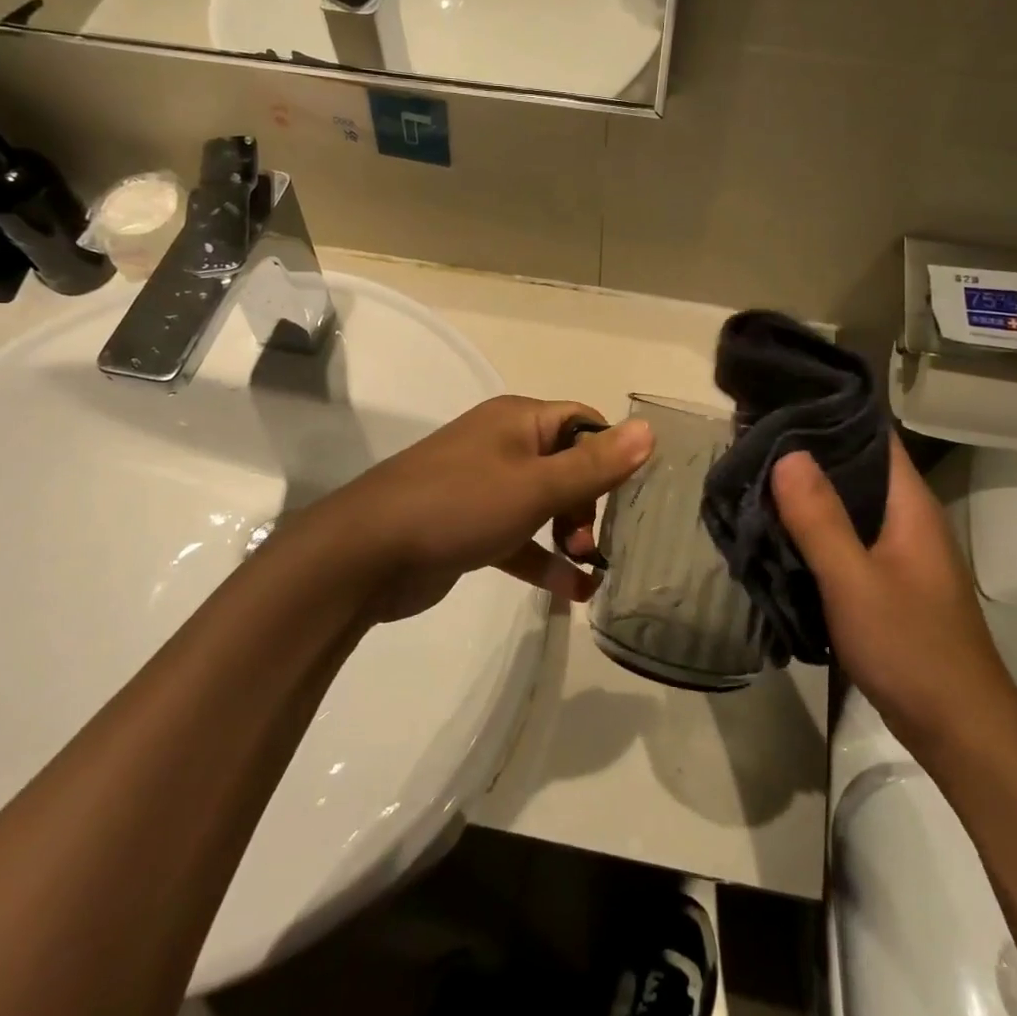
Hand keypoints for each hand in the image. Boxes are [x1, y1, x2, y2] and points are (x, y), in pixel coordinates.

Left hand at [307, 396, 653, 622]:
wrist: (367, 553)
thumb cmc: (460, 505)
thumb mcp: (536, 485)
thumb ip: (595, 464)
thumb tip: (649, 430)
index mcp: (518, 421)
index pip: (582, 423)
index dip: (610, 454)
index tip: (630, 494)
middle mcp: (501, 446)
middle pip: (566, 465)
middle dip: (588, 504)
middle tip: (590, 542)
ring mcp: (482, 487)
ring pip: (543, 505)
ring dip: (569, 536)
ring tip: (587, 569)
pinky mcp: (469, 526)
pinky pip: (518, 537)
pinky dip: (542, 560)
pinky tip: (572, 594)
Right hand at [771, 443, 1016, 759]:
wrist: (960, 730)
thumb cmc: (912, 648)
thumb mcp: (855, 581)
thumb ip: (820, 519)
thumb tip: (788, 452)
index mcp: (910, 506)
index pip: (874, 436)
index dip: (831, 414)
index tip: (779, 402)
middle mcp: (907, 520)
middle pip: (855, 469)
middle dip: (807, 453)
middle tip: (750, 441)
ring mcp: (898, 553)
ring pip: (847, 507)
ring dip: (806, 495)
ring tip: (752, 479)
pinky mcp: (886, 583)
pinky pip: (844, 541)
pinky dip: (812, 531)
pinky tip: (775, 533)